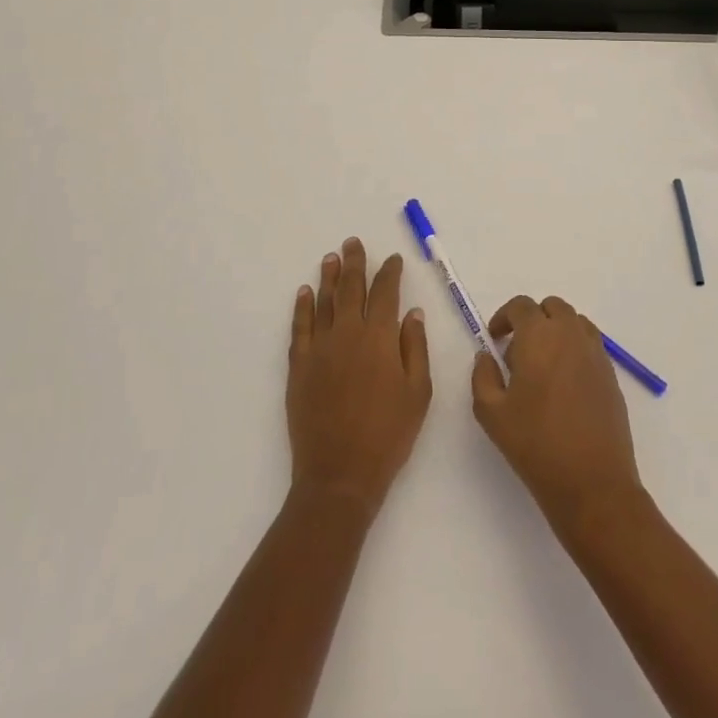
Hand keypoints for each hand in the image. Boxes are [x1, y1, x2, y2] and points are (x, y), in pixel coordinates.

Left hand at [287, 238, 431, 516]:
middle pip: (351, 288)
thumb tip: (412, 313)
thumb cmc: (388, 435)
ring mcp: (320, 348)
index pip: (386, 293)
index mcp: (381, 338)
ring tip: (331, 257)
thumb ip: (416, 348)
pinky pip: (300, 327)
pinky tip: (305, 293)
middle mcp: (349, 333)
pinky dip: (302, 307)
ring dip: (328, 277)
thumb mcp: (418, 393)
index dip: (390, 273)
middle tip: (353, 243)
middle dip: (355, 263)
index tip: (393, 260)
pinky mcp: (299, 366)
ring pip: (324, 302)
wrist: (339, 474)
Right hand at [472, 296, 643, 534]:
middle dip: (532, 320)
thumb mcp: (491, 413)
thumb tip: (486, 356)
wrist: (592, 483)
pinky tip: (564, 385)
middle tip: (518, 352)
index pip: (521, 306)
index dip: (504, 317)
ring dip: (556, 332)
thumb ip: (482, 376)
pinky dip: (575, 350)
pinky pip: (590, 345)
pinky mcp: (611, 374)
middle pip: (551, 308)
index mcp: (539, 336)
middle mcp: (570, 334)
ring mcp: (596, 353)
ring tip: (543, 367)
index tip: (494, 339)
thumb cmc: (536, 445)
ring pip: (574, 322)